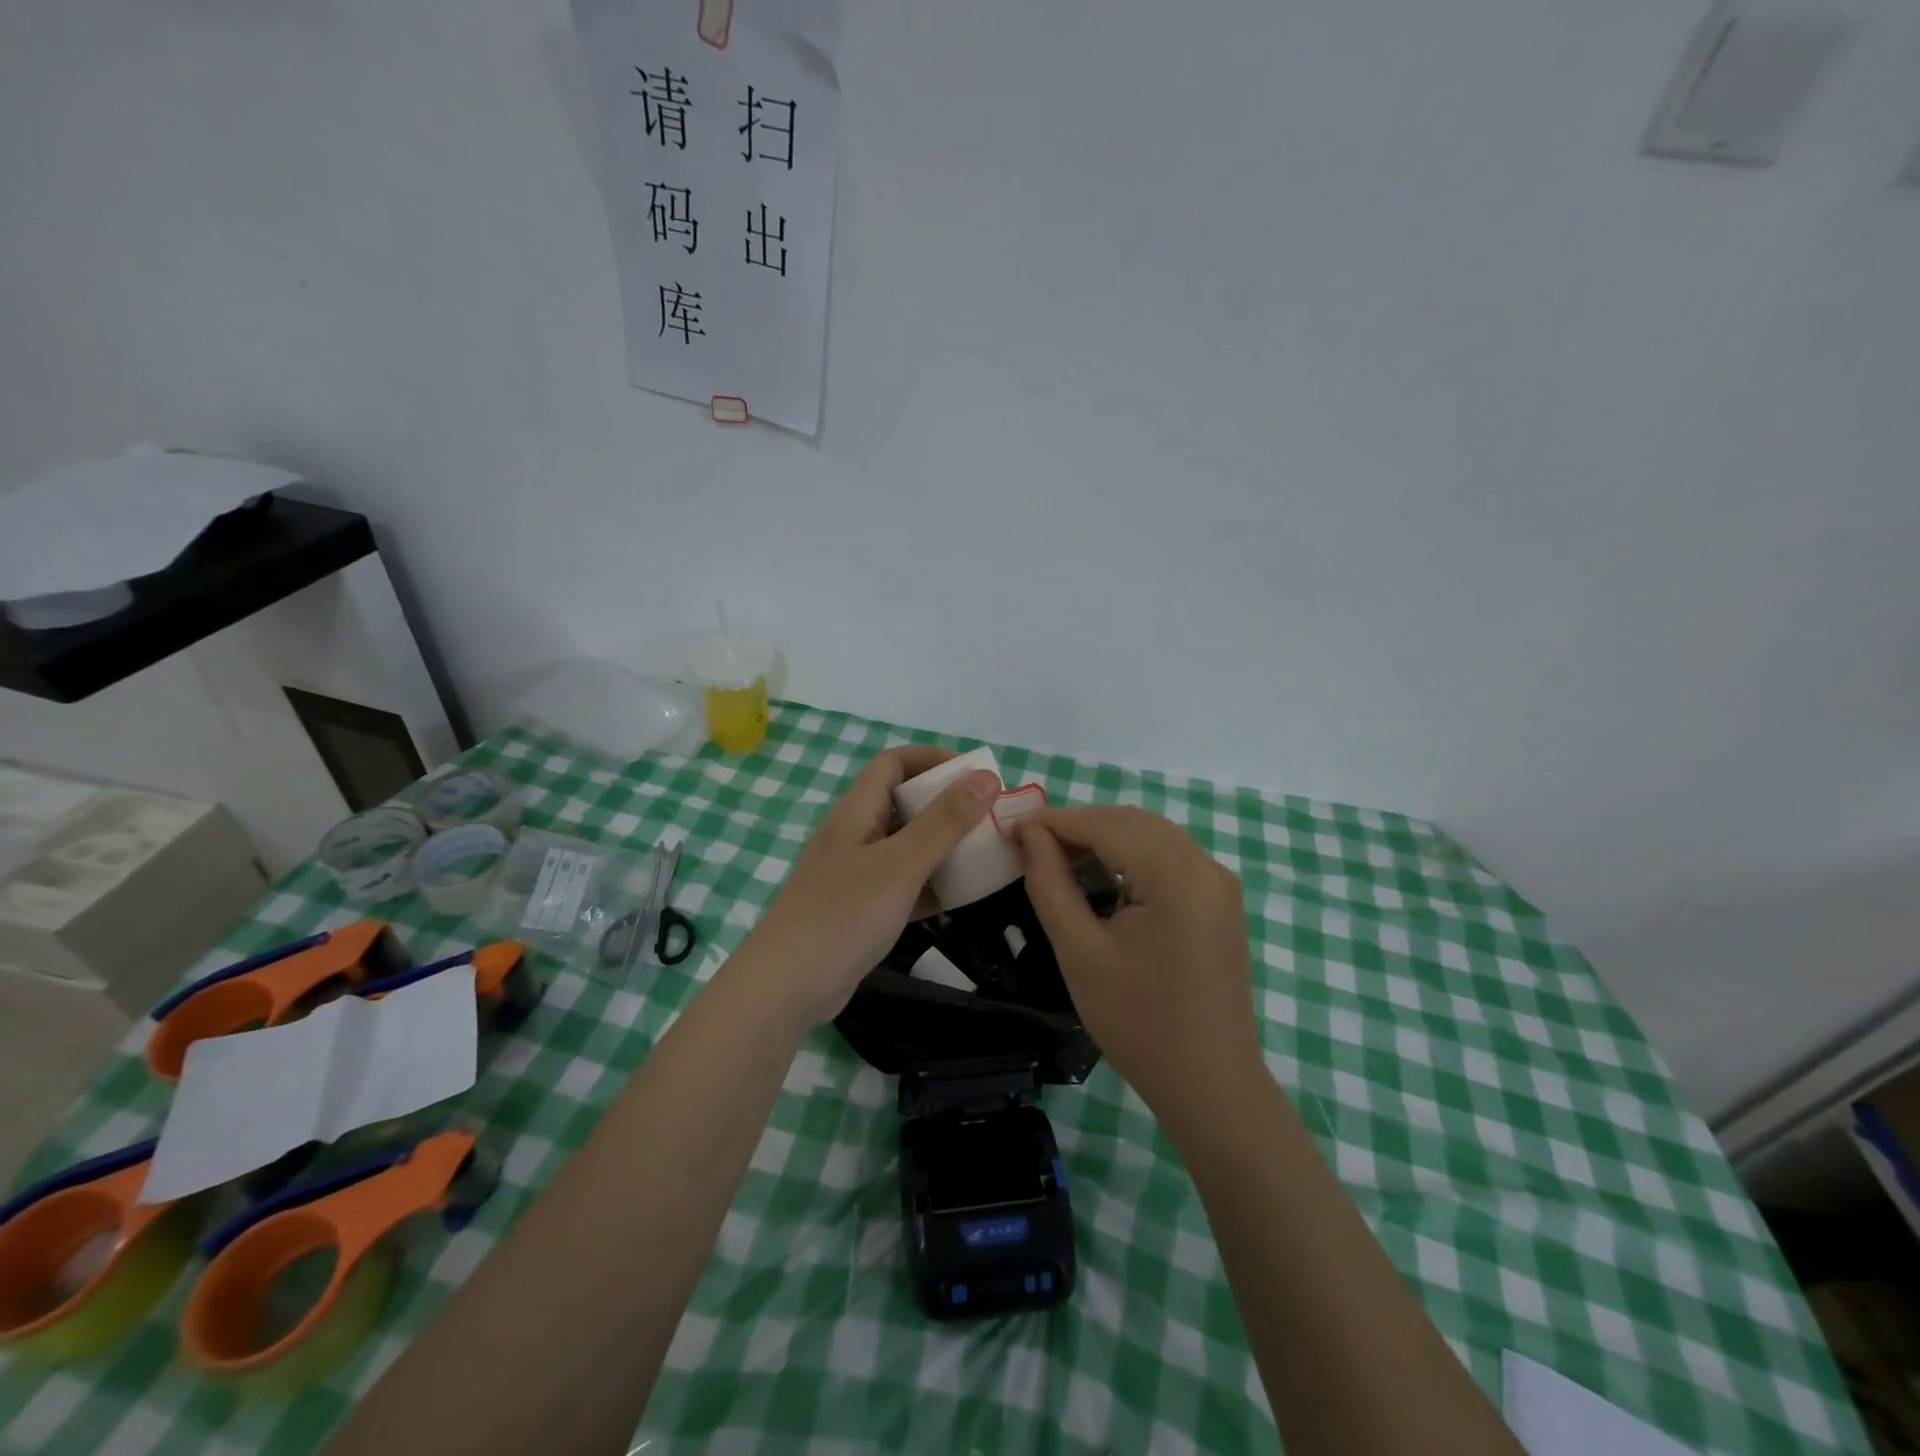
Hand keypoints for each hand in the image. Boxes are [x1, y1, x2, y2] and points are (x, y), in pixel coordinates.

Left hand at [729, 747, 999, 1028]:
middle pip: (904, 803)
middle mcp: (855, 835)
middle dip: (947, 804)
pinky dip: (932, 884)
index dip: (933, 759)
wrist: (785, 989)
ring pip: (907, 846)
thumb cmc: (843, 916)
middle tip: (989, 816)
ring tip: (985, 853)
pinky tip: (963, 896)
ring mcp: (856, 875)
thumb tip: (986, 777)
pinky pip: (905, 885)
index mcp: (856, 812)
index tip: (976, 775)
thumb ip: (944, 822)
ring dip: (944, 845)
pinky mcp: (862, 910)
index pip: (894, 763)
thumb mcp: (901, 864)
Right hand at [1016, 807, 1260, 1124]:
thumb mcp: (1079, 952)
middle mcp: (1206, 867)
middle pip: (1133, 822)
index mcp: (1177, 876)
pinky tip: (1104, 877)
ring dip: (1105, 838)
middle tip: (1031, 846)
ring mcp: (1220, 884)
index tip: (1011, 829)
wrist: (1210, 1086)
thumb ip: (1050, 883)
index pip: (1107, 825)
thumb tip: (1029, 834)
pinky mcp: (1222, 902)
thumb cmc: (1137, 1023)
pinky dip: (1132, 855)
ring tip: (1060, 859)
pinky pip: (1171, 858)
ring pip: (1153, 836)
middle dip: (1080, 826)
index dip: (1056, 821)